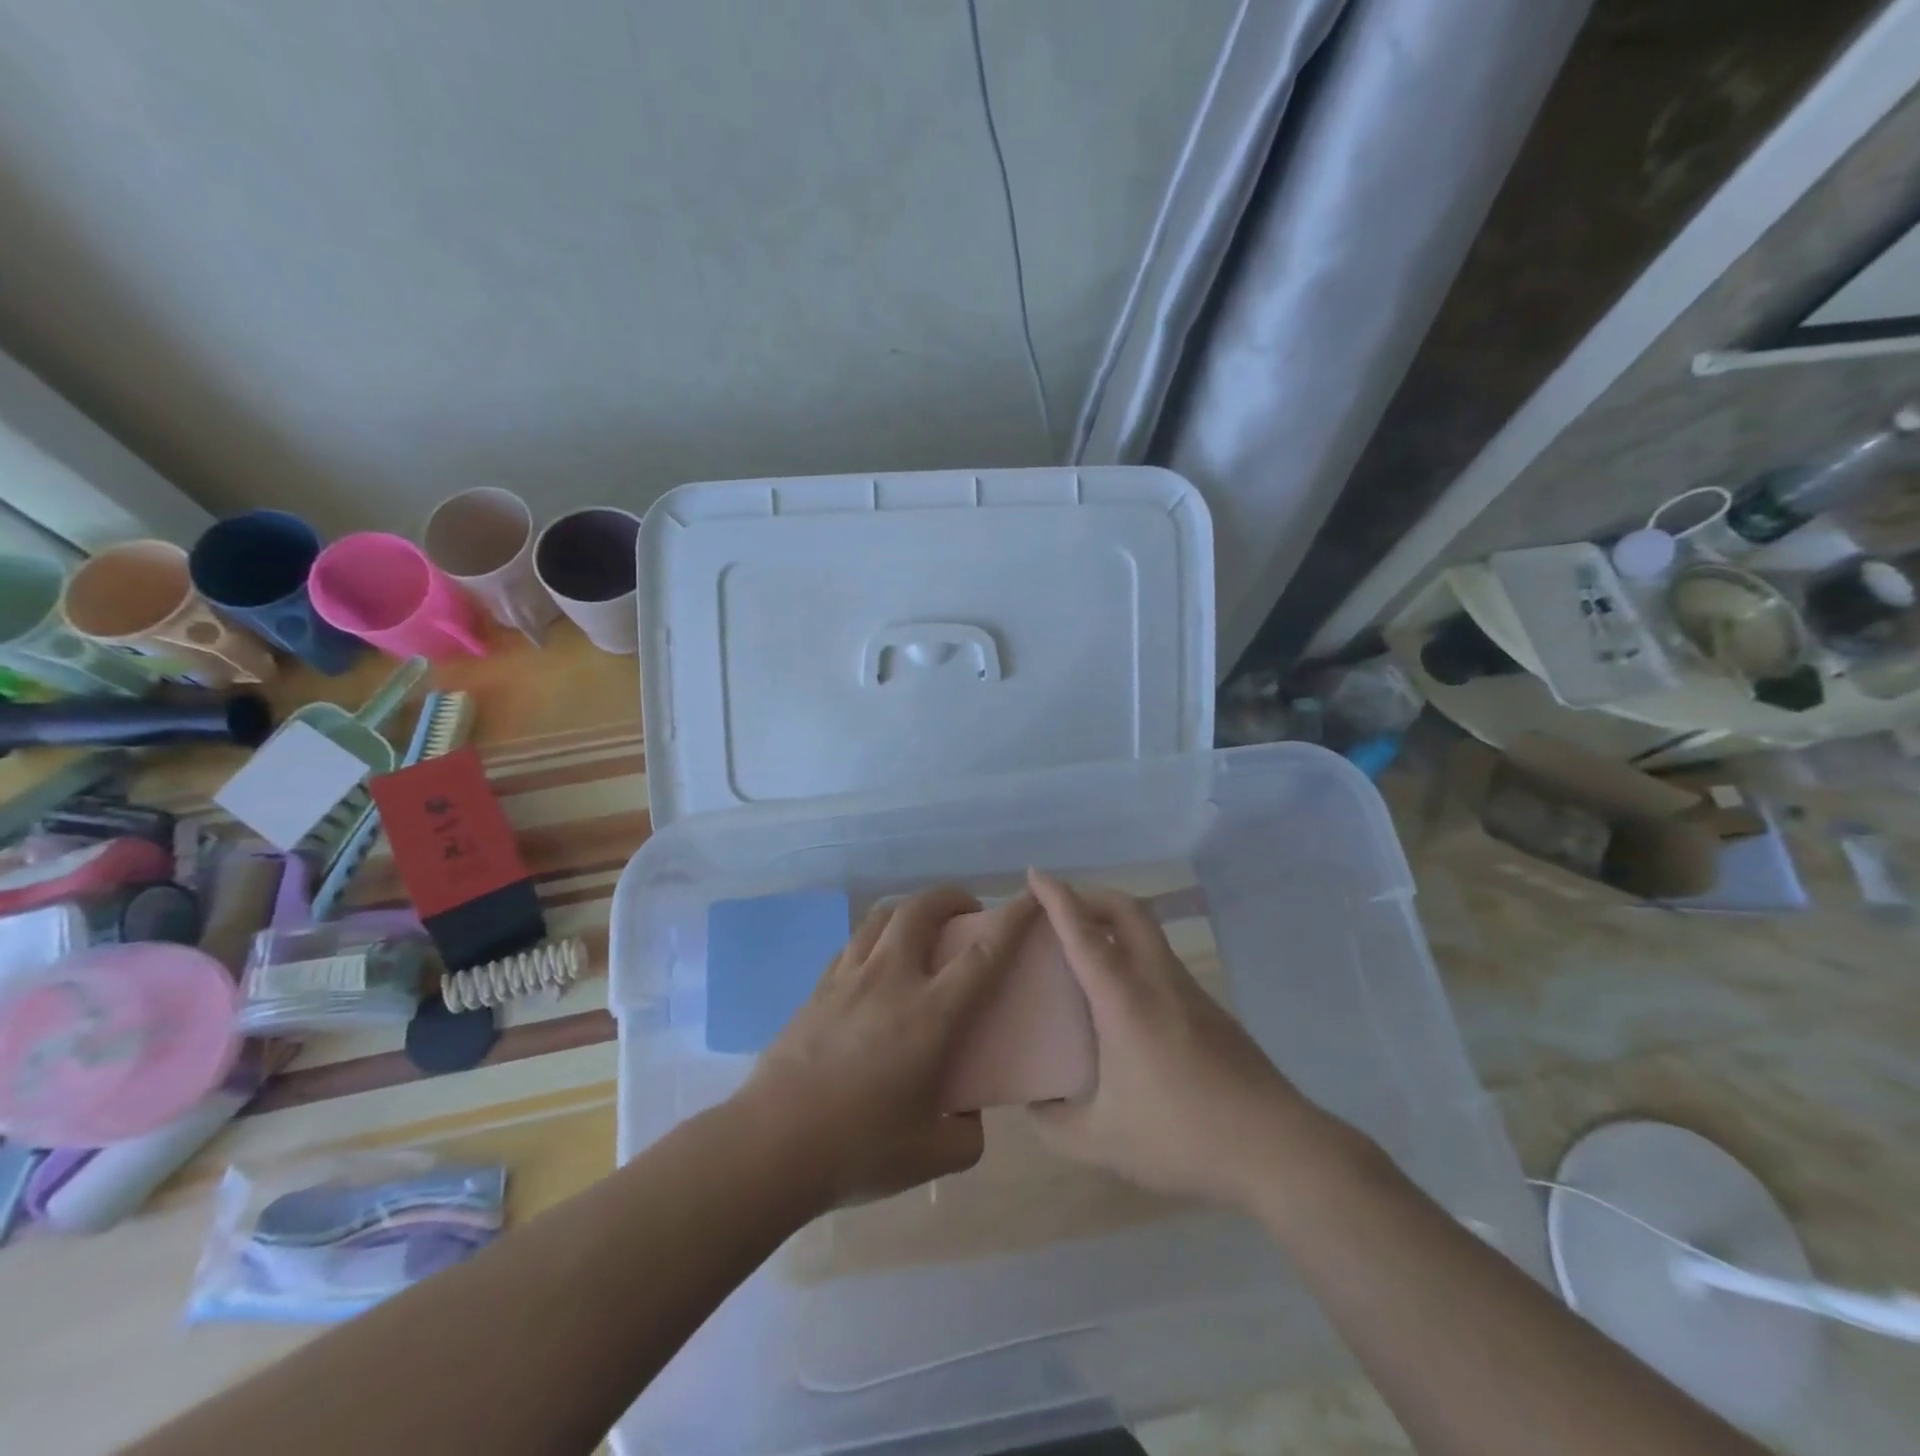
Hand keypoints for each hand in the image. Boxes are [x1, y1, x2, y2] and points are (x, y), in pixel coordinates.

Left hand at [735, 886, 1038, 1209]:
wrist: (770, 1146)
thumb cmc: (857, 1149)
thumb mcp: (932, 1155)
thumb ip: (967, 1133)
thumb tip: (969, 1114)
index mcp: (930, 1014)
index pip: (983, 954)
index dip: (1013, 919)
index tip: (1032, 899)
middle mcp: (890, 980)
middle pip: (922, 910)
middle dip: (952, 897)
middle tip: (967, 913)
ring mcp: (848, 978)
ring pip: (882, 917)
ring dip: (910, 911)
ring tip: (921, 930)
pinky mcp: (817, 988)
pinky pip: (853, 944)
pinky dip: (876, 938)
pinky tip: (877, 966)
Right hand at [1027, 869, 1335, 1210]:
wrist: (1278, 1148)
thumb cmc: (1183, 1136)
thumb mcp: (1104, 1142)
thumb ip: (1056, 1125)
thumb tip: (1034, 1105)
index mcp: (1125, 999)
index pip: (1083, 932)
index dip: (1057, 898)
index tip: (1036, 874)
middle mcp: (1159, 981)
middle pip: (1127, 910)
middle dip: (1091, 896)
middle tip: (1060, 910)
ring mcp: (1190, 992)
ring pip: (1149, 934)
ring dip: (1115, 926)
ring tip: (1086, 952)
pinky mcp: (1212, 1011)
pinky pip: (1162, 962)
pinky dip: (1134, 956)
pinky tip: (1124, 1002)